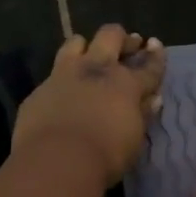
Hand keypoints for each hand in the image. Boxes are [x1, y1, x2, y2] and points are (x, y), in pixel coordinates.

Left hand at [13, 25, 167, 185]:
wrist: (56, 160)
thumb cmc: (106, 155)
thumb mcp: (133, 139)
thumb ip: (142, 114)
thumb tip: (152, 99)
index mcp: (126, 84)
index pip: (148, 65)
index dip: (155, 55)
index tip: (155, 44)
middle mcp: (96, 70)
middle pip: (111, 36)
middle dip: (121, 38)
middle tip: (127, 45)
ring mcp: (64, 75)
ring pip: (75, 42)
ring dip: (85, 46)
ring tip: (88, 56)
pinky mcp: (39, 89)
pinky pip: (52, 74)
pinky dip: (61, 79)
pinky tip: (61, 91)